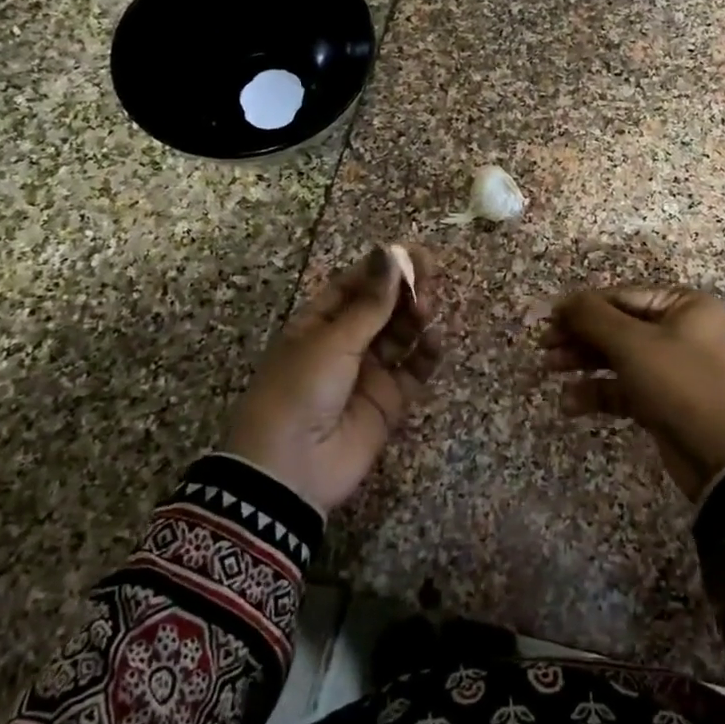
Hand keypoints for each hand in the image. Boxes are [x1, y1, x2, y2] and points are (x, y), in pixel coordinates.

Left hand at [228, 244, 439, 511]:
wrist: (290, 471)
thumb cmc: (300, 391)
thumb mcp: (332, 340)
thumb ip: (371, 302)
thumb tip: (392, 252)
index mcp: (319, 322)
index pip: (356, 284)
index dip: (384, 267)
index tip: (413, 253)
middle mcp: (346, 343)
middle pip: (384, 306)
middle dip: (406, 290)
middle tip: (429, 279)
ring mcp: (369, 372)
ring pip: (402, 334)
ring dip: (417, 318)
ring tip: (427, 310)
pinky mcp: (390, 400)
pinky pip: (415, 370)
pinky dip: (427, 354)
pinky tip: (434, 341)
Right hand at [543, 286, 724, 500]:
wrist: (723, 457)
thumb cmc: (679, 384)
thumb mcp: (633, 344)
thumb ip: (593, 317)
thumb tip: (564, 300)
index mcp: (683, 306)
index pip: (621, 296)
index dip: (582, 307)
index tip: (547, 319)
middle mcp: (680, 331)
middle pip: (616, 326)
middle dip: (579, 337)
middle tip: (544, 347)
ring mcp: (671, 368)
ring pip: (616, 357)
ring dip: (582, 363)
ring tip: (548, 370)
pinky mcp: (661, 401)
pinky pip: (623, 388)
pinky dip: (596, 392)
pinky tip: (569, 403)